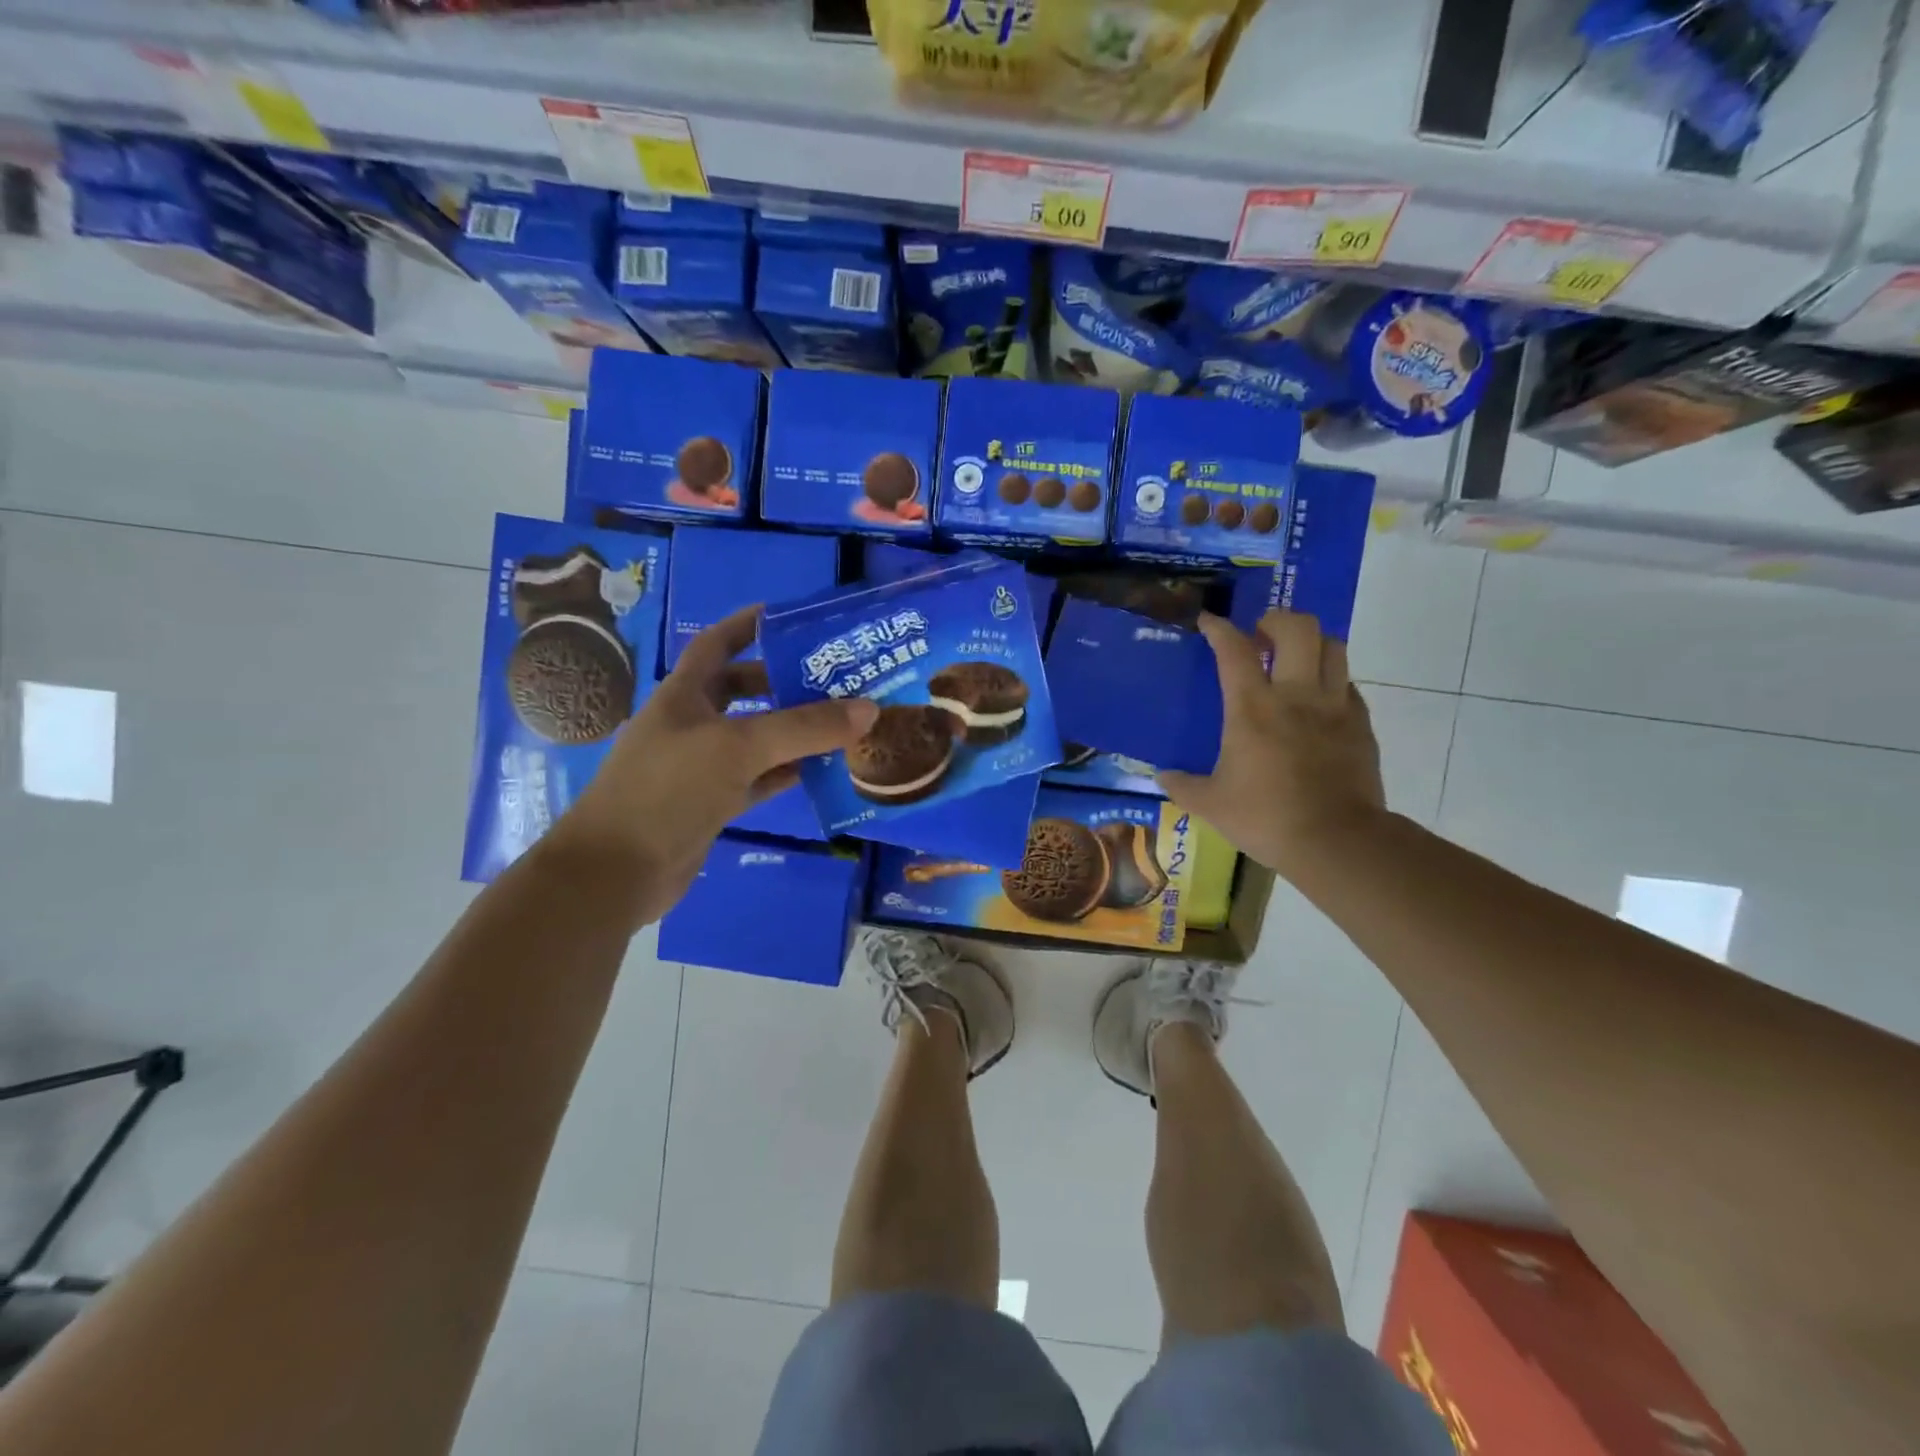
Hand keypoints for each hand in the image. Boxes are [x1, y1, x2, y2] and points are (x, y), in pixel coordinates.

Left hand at [540, 604, 877, 928]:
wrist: (617, 872)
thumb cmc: (669, 789)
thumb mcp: (740, 747)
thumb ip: (805, 727)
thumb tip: (869, 708)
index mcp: (684, 694)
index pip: (718, 644)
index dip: (750, 625)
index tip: (793, 617)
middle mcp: (691, 723)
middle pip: (743, 690)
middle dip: (784, 682)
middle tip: (835, 678)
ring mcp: (700, 766)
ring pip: (755, 738)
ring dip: (792, 731)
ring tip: (840, 722)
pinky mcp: (711, 804)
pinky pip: (756, 779)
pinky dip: (785, 773)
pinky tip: (819, 771)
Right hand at [1158, 610, 1385, 880]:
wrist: (1337, 841)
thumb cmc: (1266, 817)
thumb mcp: (1211, 805)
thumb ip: (1183, 785)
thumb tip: (1162, 776)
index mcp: (1252, 708)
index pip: (1234, 650)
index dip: (1219, 628)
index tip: (1208, 621)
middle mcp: (1296, 695)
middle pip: (1298, 628)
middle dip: (1276, 619)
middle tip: (1260, 634)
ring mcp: (1335, 707)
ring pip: (1332, 646)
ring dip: (1310, 642)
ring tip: (1294, 658)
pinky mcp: (1361, 725)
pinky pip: (1348, 684)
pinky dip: (1331, 680)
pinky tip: (1318, 701)